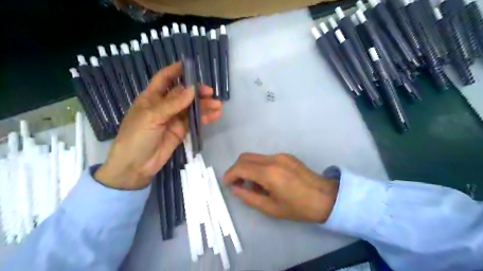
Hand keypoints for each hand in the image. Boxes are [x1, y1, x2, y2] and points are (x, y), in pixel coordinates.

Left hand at [95, 63, 221, 190]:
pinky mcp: (181, 131)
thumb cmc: (136, 137)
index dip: (176, 71)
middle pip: (183, 93)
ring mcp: (173, 119)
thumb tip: (192, 89)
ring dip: (204, 105)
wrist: (136, 166)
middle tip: (210, 92)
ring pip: (191, 108)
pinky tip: (215, 115)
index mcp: (151, 97)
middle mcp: (164, 106)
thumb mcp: (152, 117)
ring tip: (218, 105)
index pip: (164, 79)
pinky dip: (205, 118)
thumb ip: (173, 103)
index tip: (190, 65)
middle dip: (196, 91)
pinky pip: (195, 121)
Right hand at [224, 153, 335, 222]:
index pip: (240, 167)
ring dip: (248, 169)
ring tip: (253, 186)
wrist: (325, 197)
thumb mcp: (270, 208)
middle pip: (245, 157)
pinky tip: (266, 181)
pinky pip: (265, 159)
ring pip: (254, 157)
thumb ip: (249, 197)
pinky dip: (258, 167)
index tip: (227, 185)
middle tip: (237, 185)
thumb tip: (235, 188)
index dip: (229, 175)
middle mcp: (273, 159)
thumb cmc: (298, 207)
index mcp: (269, 173)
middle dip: (236, 169)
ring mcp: (280, 155)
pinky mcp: (286, 156)